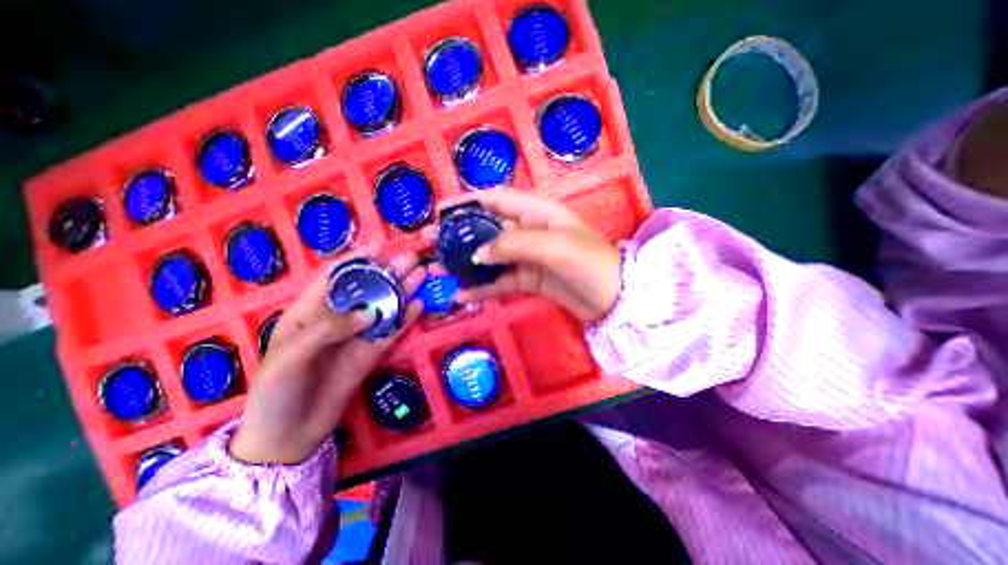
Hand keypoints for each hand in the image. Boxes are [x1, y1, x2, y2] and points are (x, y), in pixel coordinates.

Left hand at [230, 253, 422, 462]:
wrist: (289, 434)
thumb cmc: (277, 390)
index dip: (358, 259)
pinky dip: (406, 318)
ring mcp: (358, 335)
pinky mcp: (372, 352)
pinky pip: (392, 331)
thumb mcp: (291, 355)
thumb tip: (370, 312)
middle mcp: (338, 318)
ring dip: (403, 290)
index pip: (336, 277)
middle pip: (367, 289)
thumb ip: (329, 328)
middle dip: (388, 272)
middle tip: (412, 258)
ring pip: (384, 307)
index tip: (381, 245)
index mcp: (309, 311)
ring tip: (422, 274)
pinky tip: (420, 305)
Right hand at [426, 190, 623, 320]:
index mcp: (537, 213)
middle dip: (458, 235)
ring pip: (490, 257)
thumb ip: (513, 244)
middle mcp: (529, 232)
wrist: (615, 299)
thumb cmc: (589, 263)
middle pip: (487, 229)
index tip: (441, 212)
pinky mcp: (529, 280)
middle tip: (429, 244)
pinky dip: (482, 288)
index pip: (497, 200)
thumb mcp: (554, 246)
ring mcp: (528, 258)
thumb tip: (478, 253)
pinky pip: (500, 282)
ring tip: (437, 270)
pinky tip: (461, 296)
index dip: (468, 202)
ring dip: (464, 263)